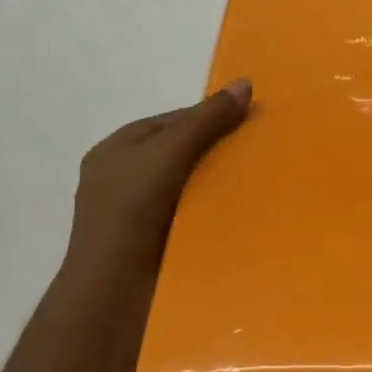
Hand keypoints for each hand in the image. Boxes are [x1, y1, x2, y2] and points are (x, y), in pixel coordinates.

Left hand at [62, 79, 251, 286]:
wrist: (114, 288)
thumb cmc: (133, 209)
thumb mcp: (170, 151)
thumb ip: (206, 119)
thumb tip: (245, 83)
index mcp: (115, 150)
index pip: (169, 121)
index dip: (206, 116)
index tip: (248, 120)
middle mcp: (121, 180)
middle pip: (177, 154)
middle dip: (214, 151)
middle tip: (257, 151)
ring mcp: (134, 216)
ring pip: (184, 188)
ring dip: (214, 186)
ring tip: (256, 182)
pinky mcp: (150, 246)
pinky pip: (186, 218)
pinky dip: (208, 214)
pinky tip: (238, 216)